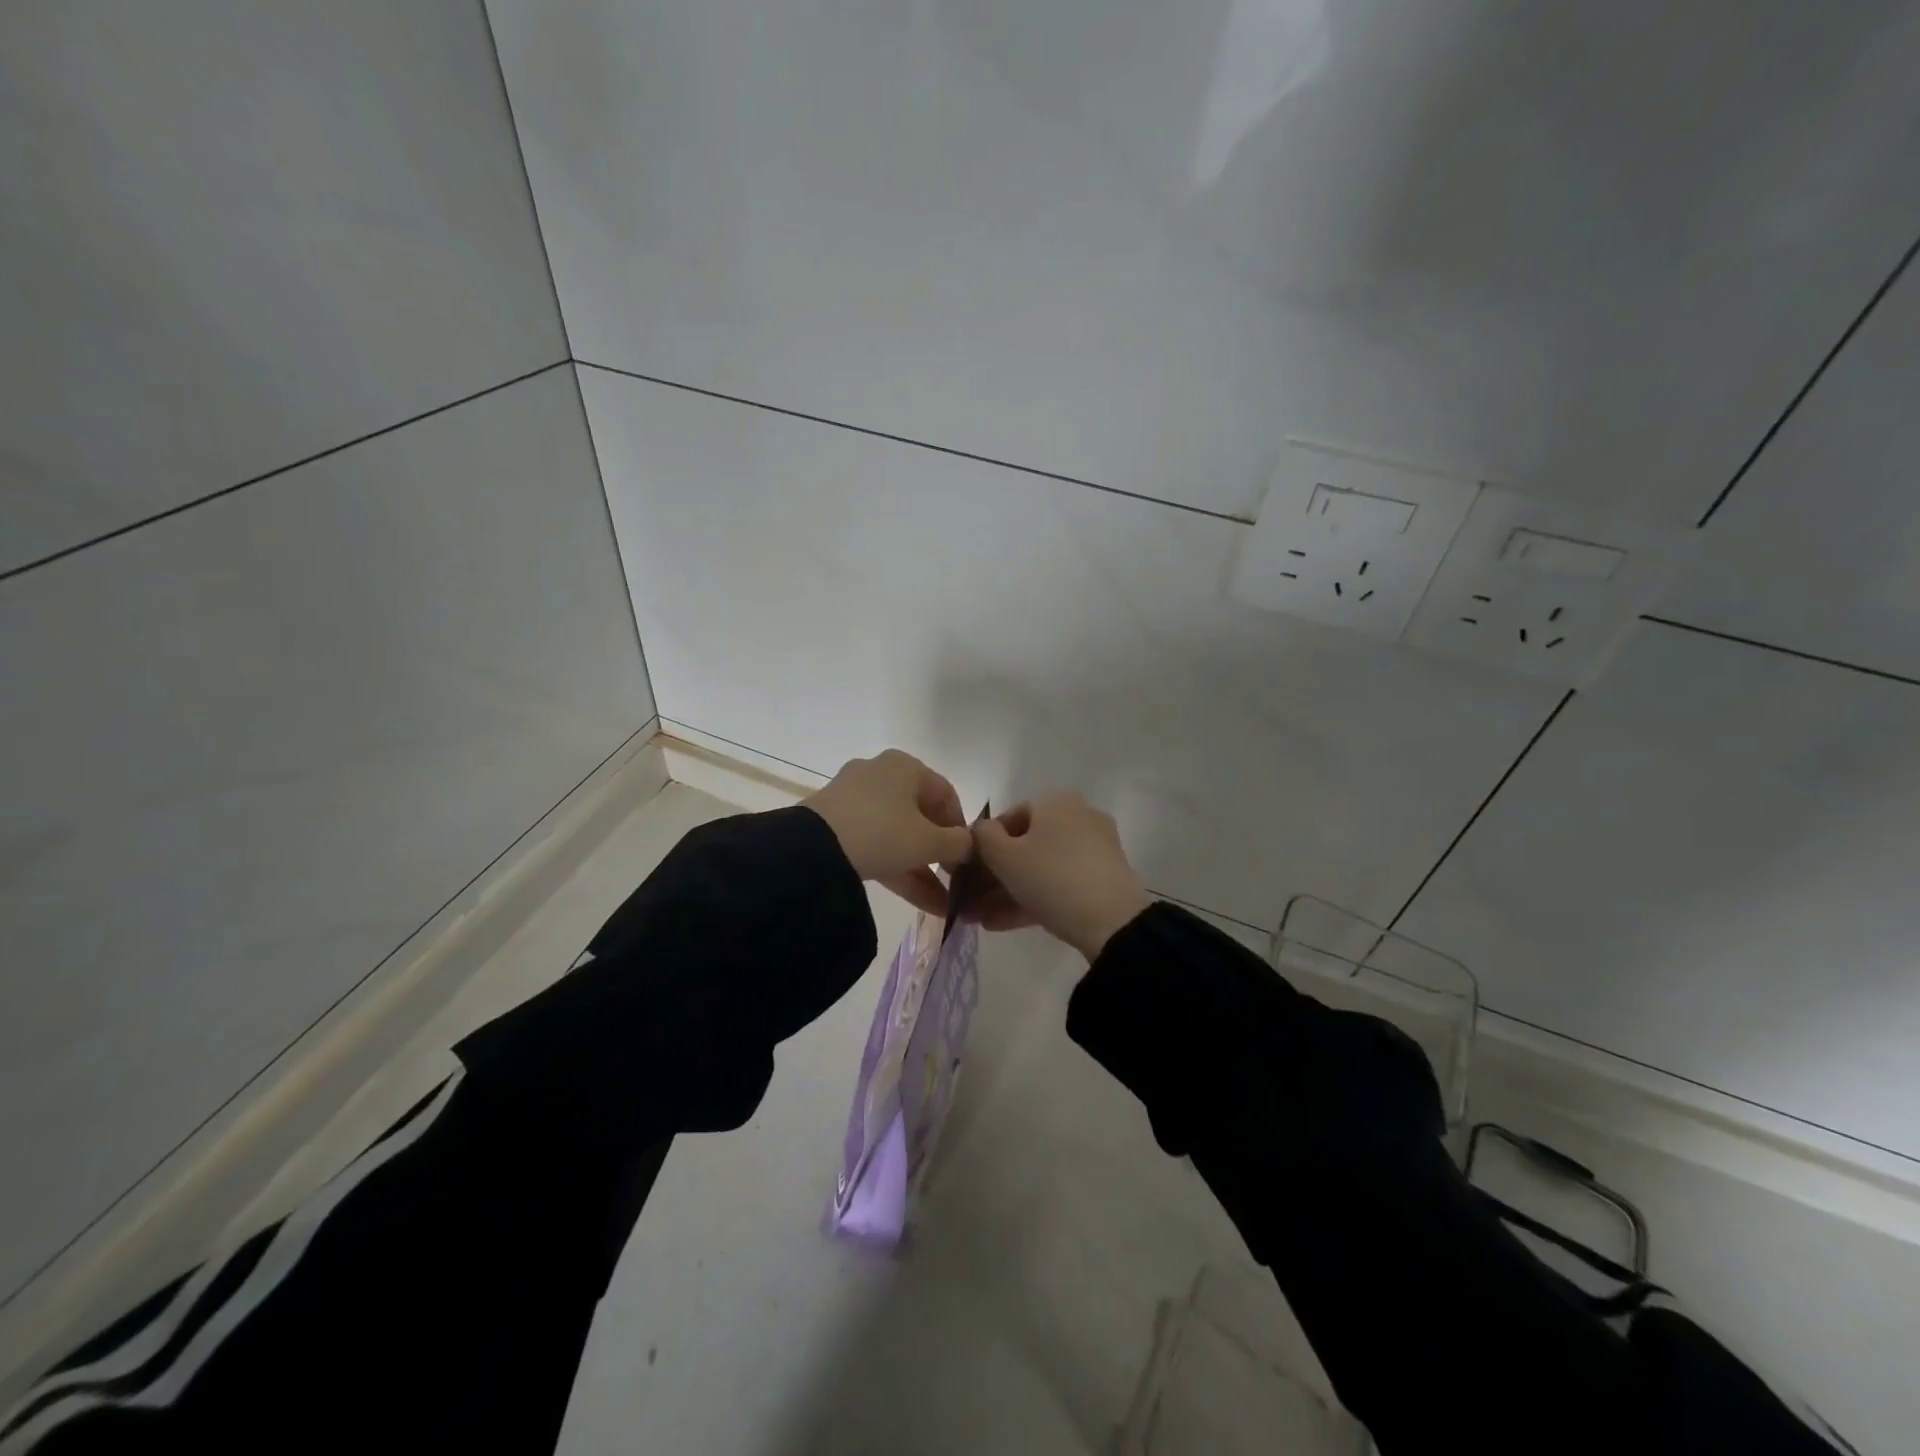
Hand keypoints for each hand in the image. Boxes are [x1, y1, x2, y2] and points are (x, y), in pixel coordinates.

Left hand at [804, 750, 974, 915]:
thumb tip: (970, 845)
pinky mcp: (834, 824)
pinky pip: (875, 844)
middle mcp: (880, 774)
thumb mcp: (928, 842)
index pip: (946, 794)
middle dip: (940, 854)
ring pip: (898, 834)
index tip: (968, 857)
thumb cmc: (882, 832)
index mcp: (905, 766)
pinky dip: (896, 868)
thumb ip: (958, 844)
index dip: (961, 827)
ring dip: (921, 869)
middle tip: (953, 881)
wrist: (812, 849)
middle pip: (920, 815)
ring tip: (942, 904)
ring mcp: (854, 799)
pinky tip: (919, 901)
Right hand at [971, 793, 1152, 959]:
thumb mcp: (1004, 857)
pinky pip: (1060, 882)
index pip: (1007, 818)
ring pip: (1041, 867)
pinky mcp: (1104, 877)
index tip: (967, 876)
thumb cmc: (1051, 878)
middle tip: (972, 903)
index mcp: (1055, 802)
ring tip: (982, 920)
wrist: (1113, 922)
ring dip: (1008, 892)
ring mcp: (1095, 848)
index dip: (982, 847)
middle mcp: (1078, 816)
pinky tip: (1004, 924)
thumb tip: (980, 831)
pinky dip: (1033, 899)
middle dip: (994, 877)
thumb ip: (982, 837)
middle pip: (1025, 845)